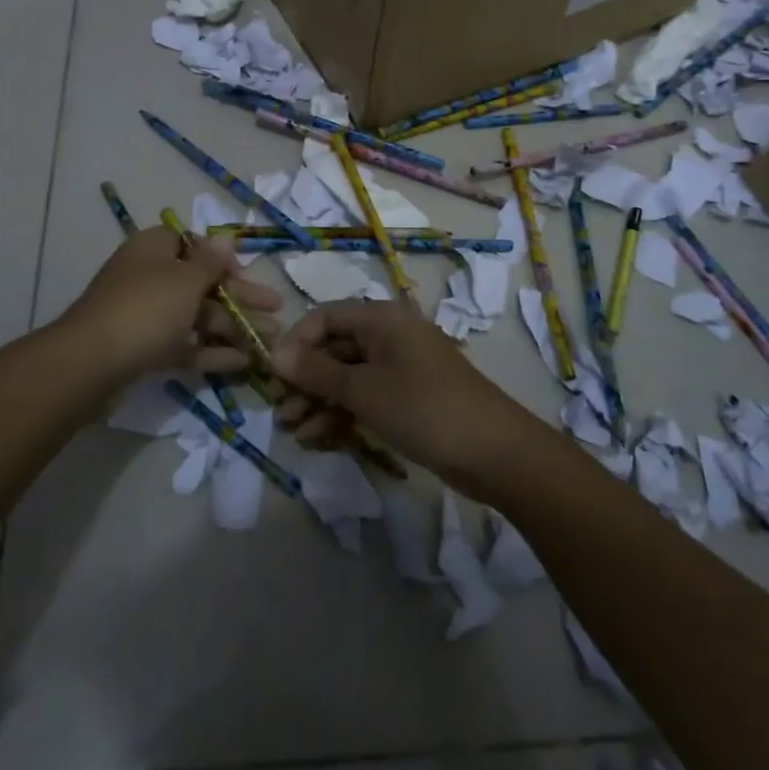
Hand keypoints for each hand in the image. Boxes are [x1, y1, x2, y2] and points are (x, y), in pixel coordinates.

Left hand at [60, 227, 281, 382]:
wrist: (90, 364)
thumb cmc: (145, 309)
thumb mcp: (185, 280)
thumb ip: (211, 261)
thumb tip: (226, 237)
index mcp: (155, 249)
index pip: (195, 244)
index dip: (224, 260)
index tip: (249, 276)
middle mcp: (150, 276)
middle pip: (202, 283)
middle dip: (241, 298)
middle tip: (278, 311)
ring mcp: (146, 314)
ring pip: (197, 316)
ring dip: (233, 327)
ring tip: (269, 343)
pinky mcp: (144, 348)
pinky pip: (184, 344)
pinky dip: (210, 350)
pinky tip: (242, 362)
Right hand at [271, 300, 542, 495]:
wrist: (495, 453)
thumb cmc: (423, 408)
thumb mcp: (363, 390)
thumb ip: (316, 371)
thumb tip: (273, 352)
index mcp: (380, 319)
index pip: (325, 316)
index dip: (296, 342)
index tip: (273, 374)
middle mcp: (388, 336)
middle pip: (334, 349)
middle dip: (304, 380)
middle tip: (280, 411)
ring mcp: (399, 368)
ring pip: (347, 378)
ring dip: (318, 402)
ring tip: (294, 432)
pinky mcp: (407, 399)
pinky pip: (365, 398)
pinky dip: (341, 415)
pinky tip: (318, 439)